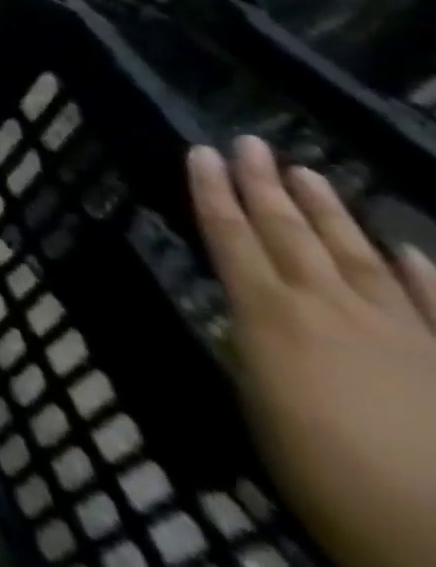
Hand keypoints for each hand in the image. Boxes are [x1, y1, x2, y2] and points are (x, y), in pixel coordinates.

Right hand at [189, 136, 435, 566]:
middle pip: (289, 233)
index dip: (212, 192)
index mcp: (270, 314)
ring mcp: (401, 334)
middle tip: (250, 142)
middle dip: (264, 185)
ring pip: (356, 256)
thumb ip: (255, 348)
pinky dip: (423, 276)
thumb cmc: (322, 472)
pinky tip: (411, 250)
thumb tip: (250, 315)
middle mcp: (329, 307)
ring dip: (329, 212)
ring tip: (308, 173)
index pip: (230, 235)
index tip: (200, 152)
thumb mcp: (260, 404)